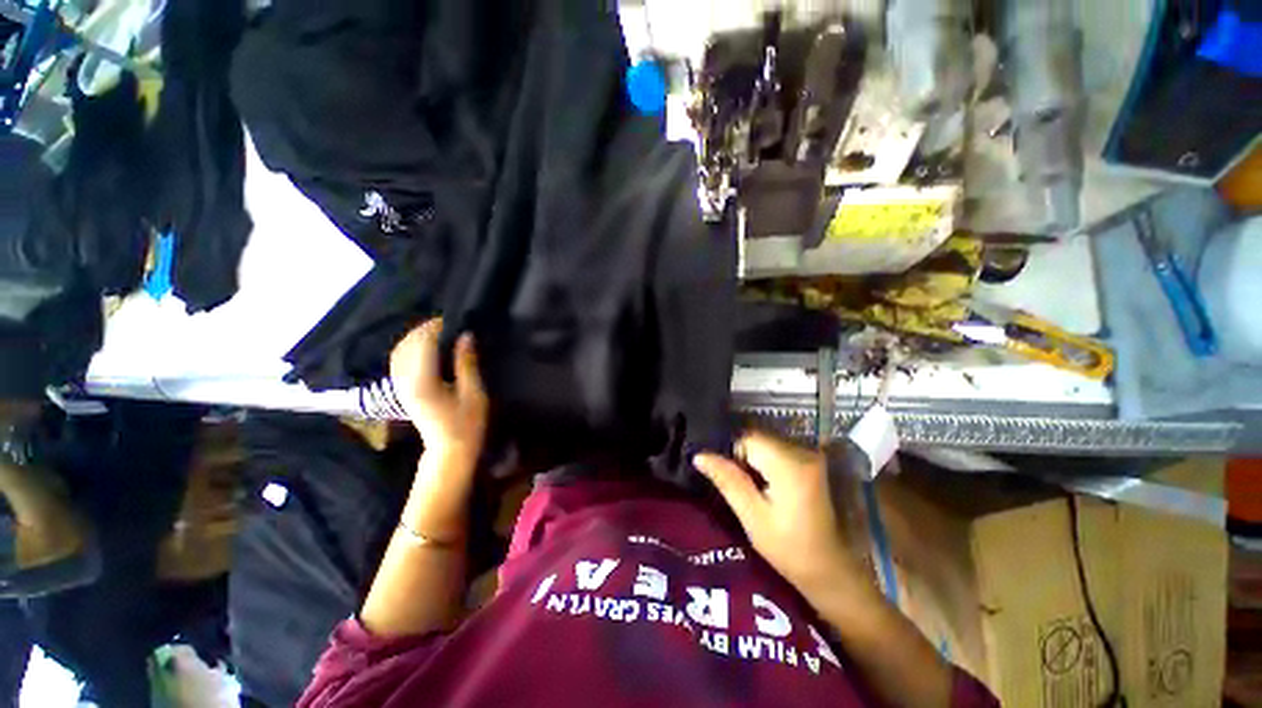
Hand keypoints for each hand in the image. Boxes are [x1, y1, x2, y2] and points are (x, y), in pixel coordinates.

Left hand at [389, 318, 488, 464]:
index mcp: (423, 381)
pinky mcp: (401, 390)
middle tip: (449, 323)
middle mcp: (404, 380)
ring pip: (399, 351)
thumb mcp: (474, 394)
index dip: (436, 327)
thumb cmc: (467, 425)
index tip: (453, 319)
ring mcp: (400, 386)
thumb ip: (467, 363)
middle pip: (408, 344)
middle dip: (425, 329)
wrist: (448, 452)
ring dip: (416, 337)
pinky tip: (425, 347)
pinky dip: (410, 348)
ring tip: (438, 331)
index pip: (423, 343)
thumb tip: (466, 335)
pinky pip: (399, 360)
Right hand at [695, 432, 862, 599]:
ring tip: (758, 492)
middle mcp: (804, 452)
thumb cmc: (790, 549)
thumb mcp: (753, 517)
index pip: (747, 440)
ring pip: (767, 445)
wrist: (832, 569)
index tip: (735, 483)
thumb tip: (699, 456)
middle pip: (759, 440)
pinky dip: (769, 465)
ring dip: (756, 462)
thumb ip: (728, 481)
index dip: (734, 457)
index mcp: (790, 465)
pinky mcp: (813, 463)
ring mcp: (812, 456)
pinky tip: (772, 490)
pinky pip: (779, 452)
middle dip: (745, 459)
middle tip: (745, 491)